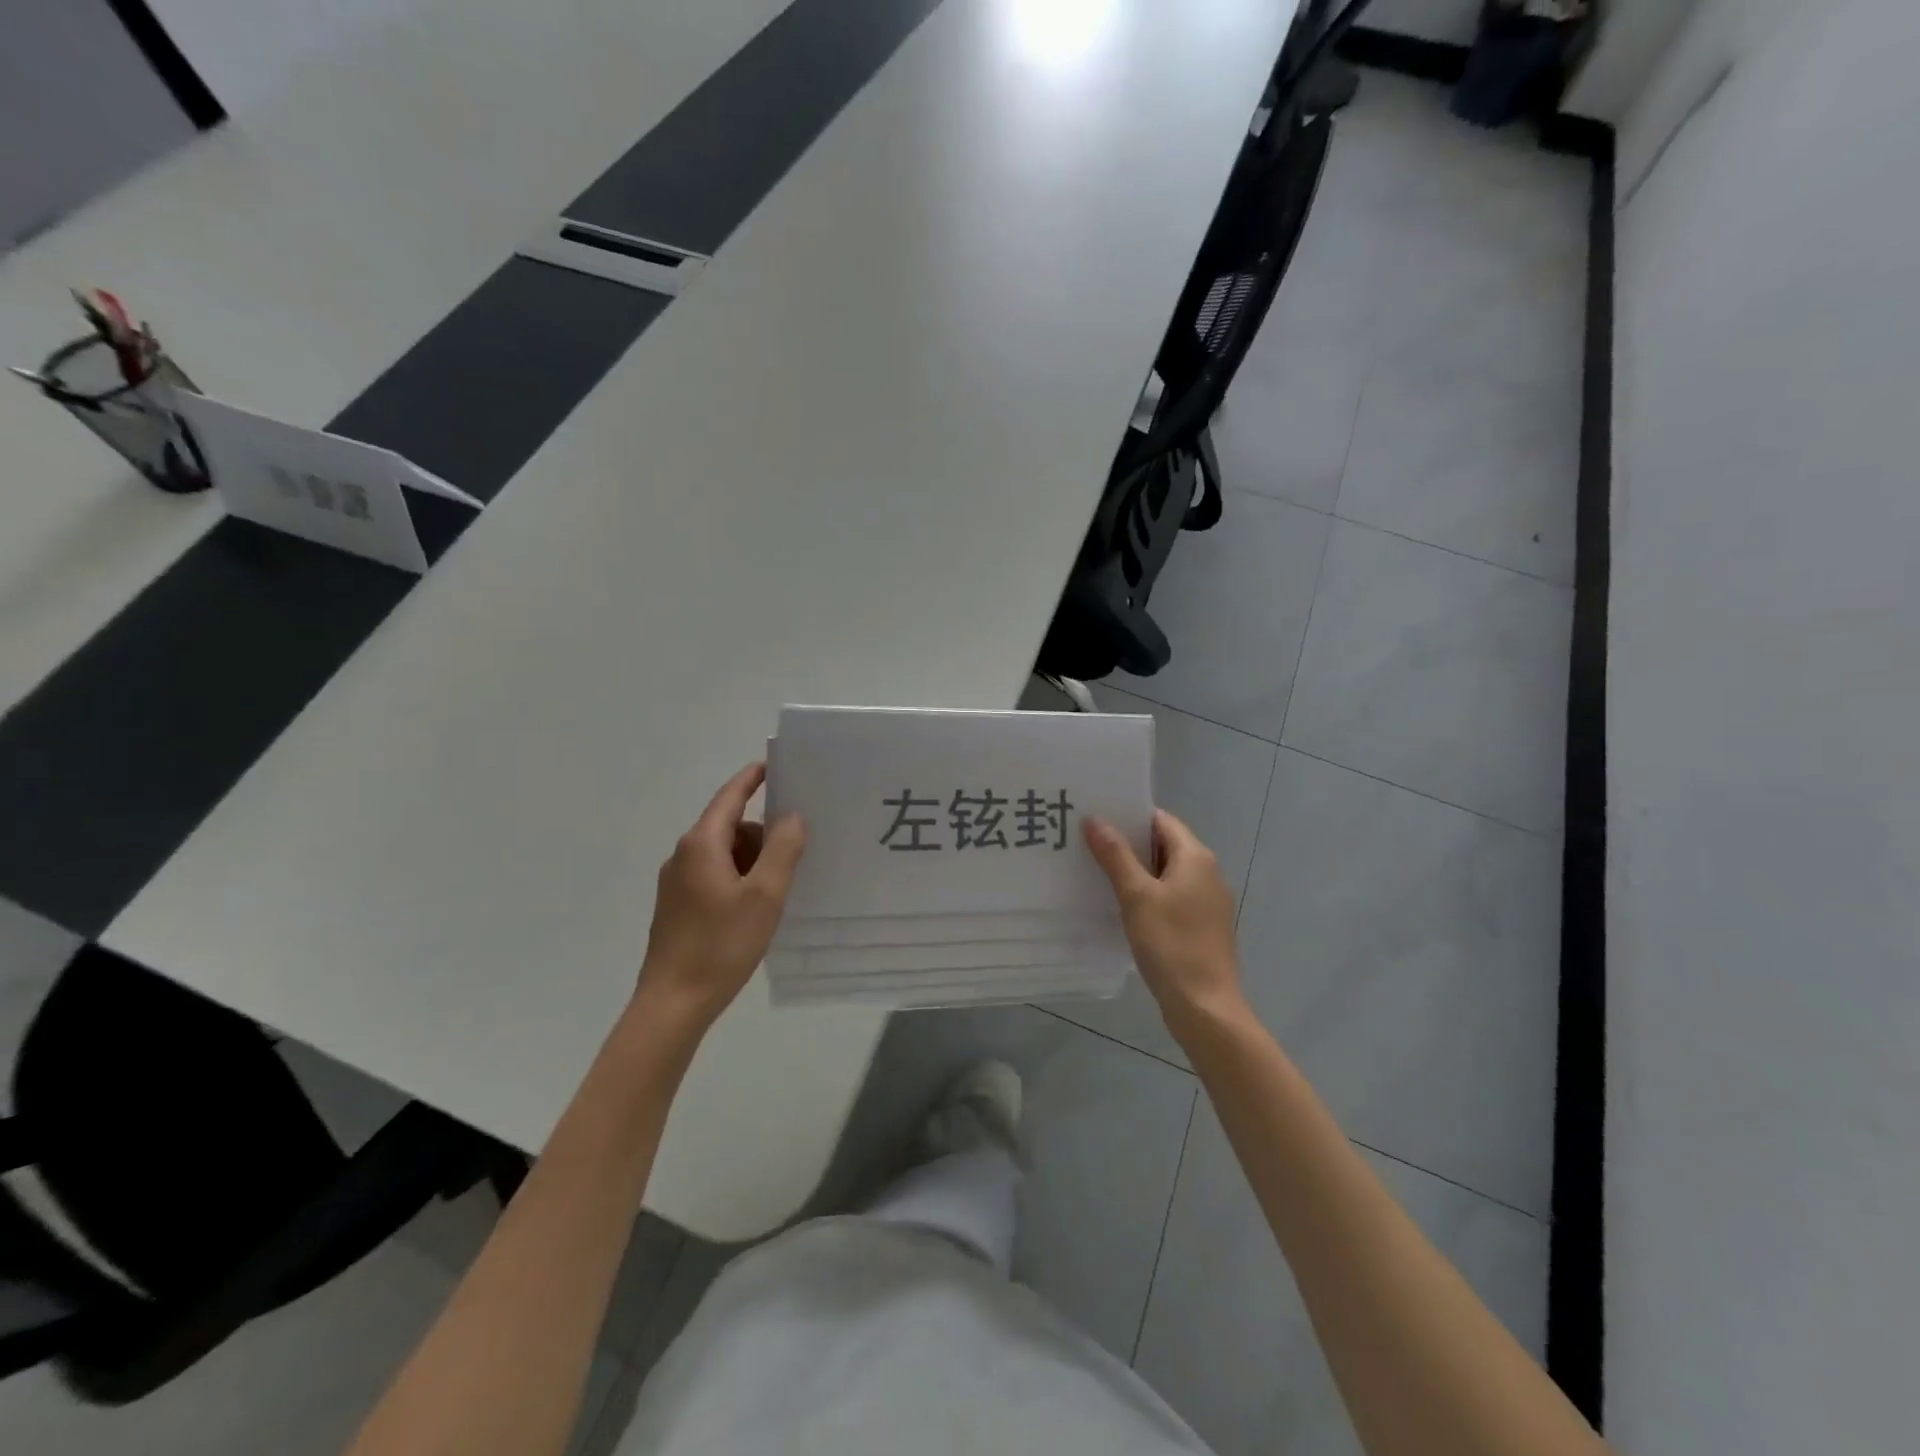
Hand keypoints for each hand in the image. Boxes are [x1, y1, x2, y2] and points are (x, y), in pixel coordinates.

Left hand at [638, 763, 805, 1029]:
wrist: (672, 1004)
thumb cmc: (721, 944)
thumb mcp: (765, 895)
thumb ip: (783, 850)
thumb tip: (792, 816)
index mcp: (701, 844)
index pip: (730, 796)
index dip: (752, 779)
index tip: (774, 765)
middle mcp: (684, 856)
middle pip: (730, 827)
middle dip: (763, 835)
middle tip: (798, 855)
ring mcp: (677, 884)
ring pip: (724, 856)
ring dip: (753, 862)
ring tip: (780, 890)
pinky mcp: (677, 908)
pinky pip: (715, 877)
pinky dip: (739, 881)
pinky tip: (757, 909)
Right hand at [1086, 810, 1246, 1037]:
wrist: (1205, 1006)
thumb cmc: (1171, 944)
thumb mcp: (1136, 896)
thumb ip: (1115, 855)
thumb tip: (1095, 819)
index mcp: (1196, 857)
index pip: (1160, 820)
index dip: (1129, 816)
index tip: (1096, 818)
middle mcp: (1208, 873)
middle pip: (1164, 845)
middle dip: (1128, 844)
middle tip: (1087, 843)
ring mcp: (1207, 901)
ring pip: (1166, 873)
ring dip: (1136, 871)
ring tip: (1096, 871)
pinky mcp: (1202, 926)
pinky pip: (1171, 897)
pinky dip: (1148, 895)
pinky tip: (1121, 906)